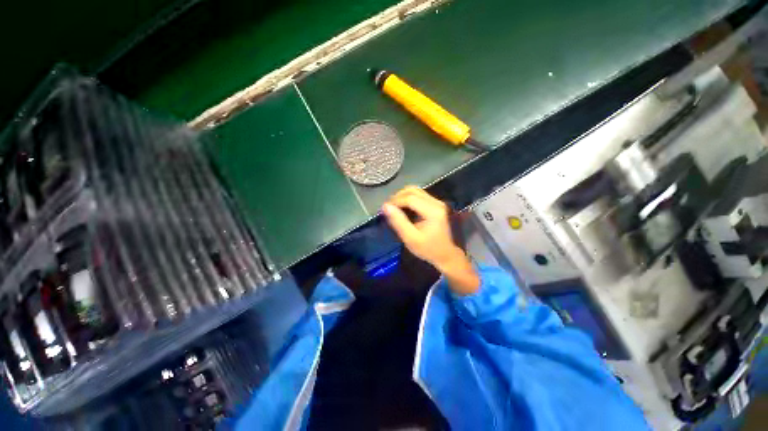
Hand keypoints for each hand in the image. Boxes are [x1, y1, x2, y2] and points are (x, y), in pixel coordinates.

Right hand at [382, 186, 479, 294]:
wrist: (447, 254)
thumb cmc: (428, 249)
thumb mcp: (410, 238)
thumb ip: (398, 221)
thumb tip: (386, 206)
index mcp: (432, 211)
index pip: (410, 198)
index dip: (395, 201)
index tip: (385, 208)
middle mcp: (436, 203)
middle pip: (413, 191)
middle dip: (398, 196)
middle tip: (389, 207)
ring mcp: (438, 202)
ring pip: (416, 191)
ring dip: (403, 196)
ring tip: (394, 207)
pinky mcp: (437, 204)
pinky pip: (420, 195)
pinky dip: (409, 198)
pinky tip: (404, 208)